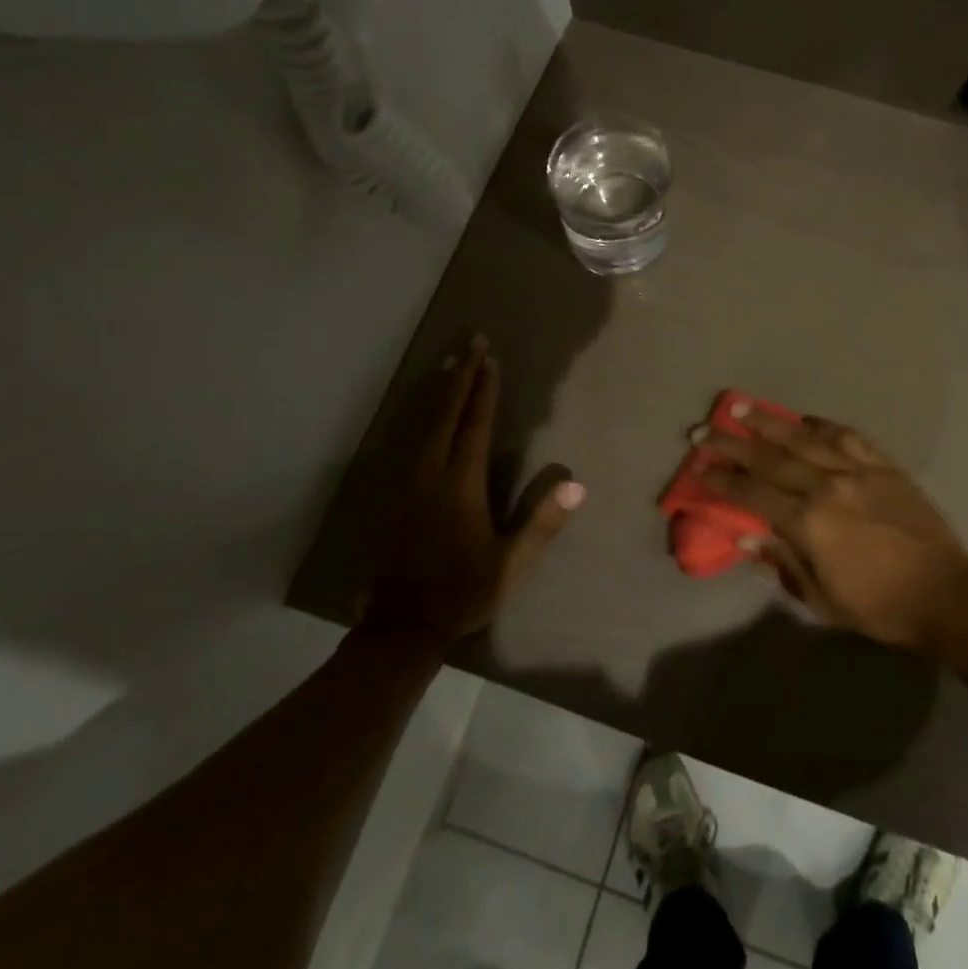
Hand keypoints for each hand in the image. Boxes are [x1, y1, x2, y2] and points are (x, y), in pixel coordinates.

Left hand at [350, 336, 582, 642]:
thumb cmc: (463, 591)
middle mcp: (431, 472)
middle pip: (445, 413)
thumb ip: (542, 522)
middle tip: (472, 342)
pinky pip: (406, 440)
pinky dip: (417, 415)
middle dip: (460, 375)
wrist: (400, 625)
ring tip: (448, 362)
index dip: (484, 391)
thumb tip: (577, 484)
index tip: (491, 360)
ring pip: (422, 422)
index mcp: (461, 484)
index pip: (475, 425)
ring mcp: (406, 481)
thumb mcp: (512, 563)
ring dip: (437, 389)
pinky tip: (420, 409)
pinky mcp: (390, 493)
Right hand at [695, 408, 967, 655]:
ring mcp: (858, 470)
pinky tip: (804, 419)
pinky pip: (846, 435)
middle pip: (771, 457)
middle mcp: (828, 486)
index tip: (699, 466)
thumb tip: (744, 533)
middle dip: (732, 443)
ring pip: (805, 436)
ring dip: (770, 421)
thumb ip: (781, 560)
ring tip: (741, 406)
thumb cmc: (879, 606)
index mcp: (810, 523)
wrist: (946, 594)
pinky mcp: (883, 464)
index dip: (722, 479)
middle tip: (703, 429)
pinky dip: (821, 425)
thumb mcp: (822, 598)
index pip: (754, 493)